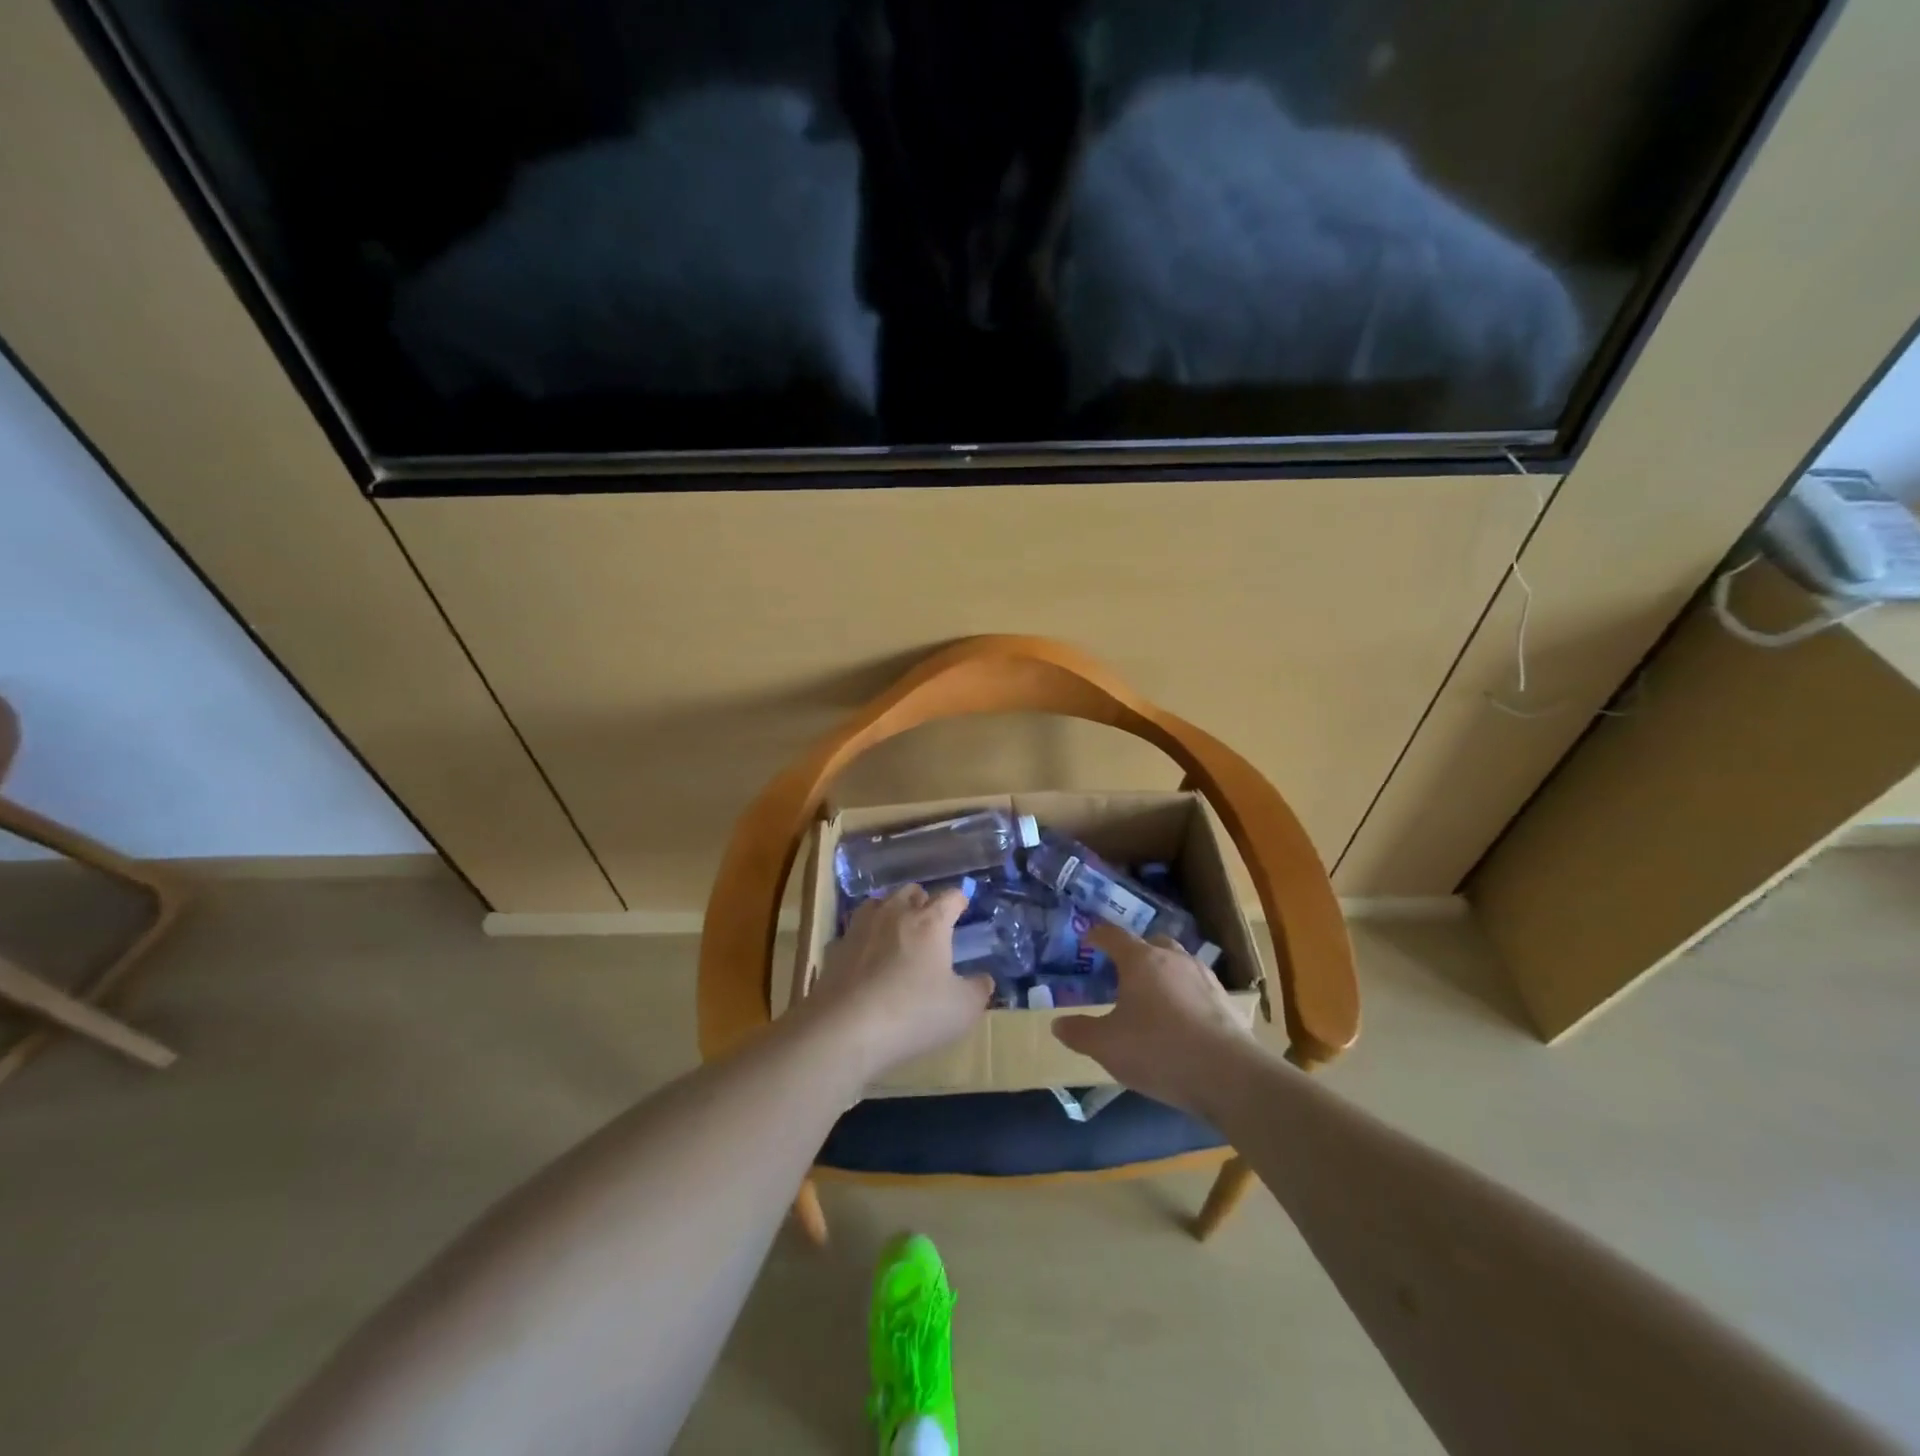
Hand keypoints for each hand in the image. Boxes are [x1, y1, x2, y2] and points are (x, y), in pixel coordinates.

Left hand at [802, 885, 990, 1079]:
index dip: (959, 900)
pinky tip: (865, 958)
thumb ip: (978, 990)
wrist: (845, 1029)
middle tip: (930, 922)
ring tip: (896, 932)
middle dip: (923, 901)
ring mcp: (861, 928)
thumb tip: (984, 979)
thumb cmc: (914, 1013)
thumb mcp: (962, 1010)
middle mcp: (895, 914)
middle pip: (911, 891)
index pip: (950, 897)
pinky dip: (863, 939)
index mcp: (930, 922)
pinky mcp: (835, 948)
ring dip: (890, 911)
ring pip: (878, 903)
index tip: (963, 908)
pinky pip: (854, 933)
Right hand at [1052, 924, 1254, 1116]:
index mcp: (1140, 960)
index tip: (1088, 940)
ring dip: (1164, 971)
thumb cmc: (1158, 1050)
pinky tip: (1182, 1019)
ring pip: (1179, 962)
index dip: (1098, 935)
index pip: (1113, 935)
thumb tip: (1057, 1024)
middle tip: (1122, 970)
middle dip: (1136, 951)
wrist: (1229, 1075)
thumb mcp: (1107, 1046)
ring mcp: (1204, 978)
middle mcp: (1173, 959)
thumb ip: (1079, 1033)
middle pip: (1151, 942)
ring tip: (1153, 995)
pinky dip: (1186, 994)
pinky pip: (1198, 987)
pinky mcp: (1226, 1001)